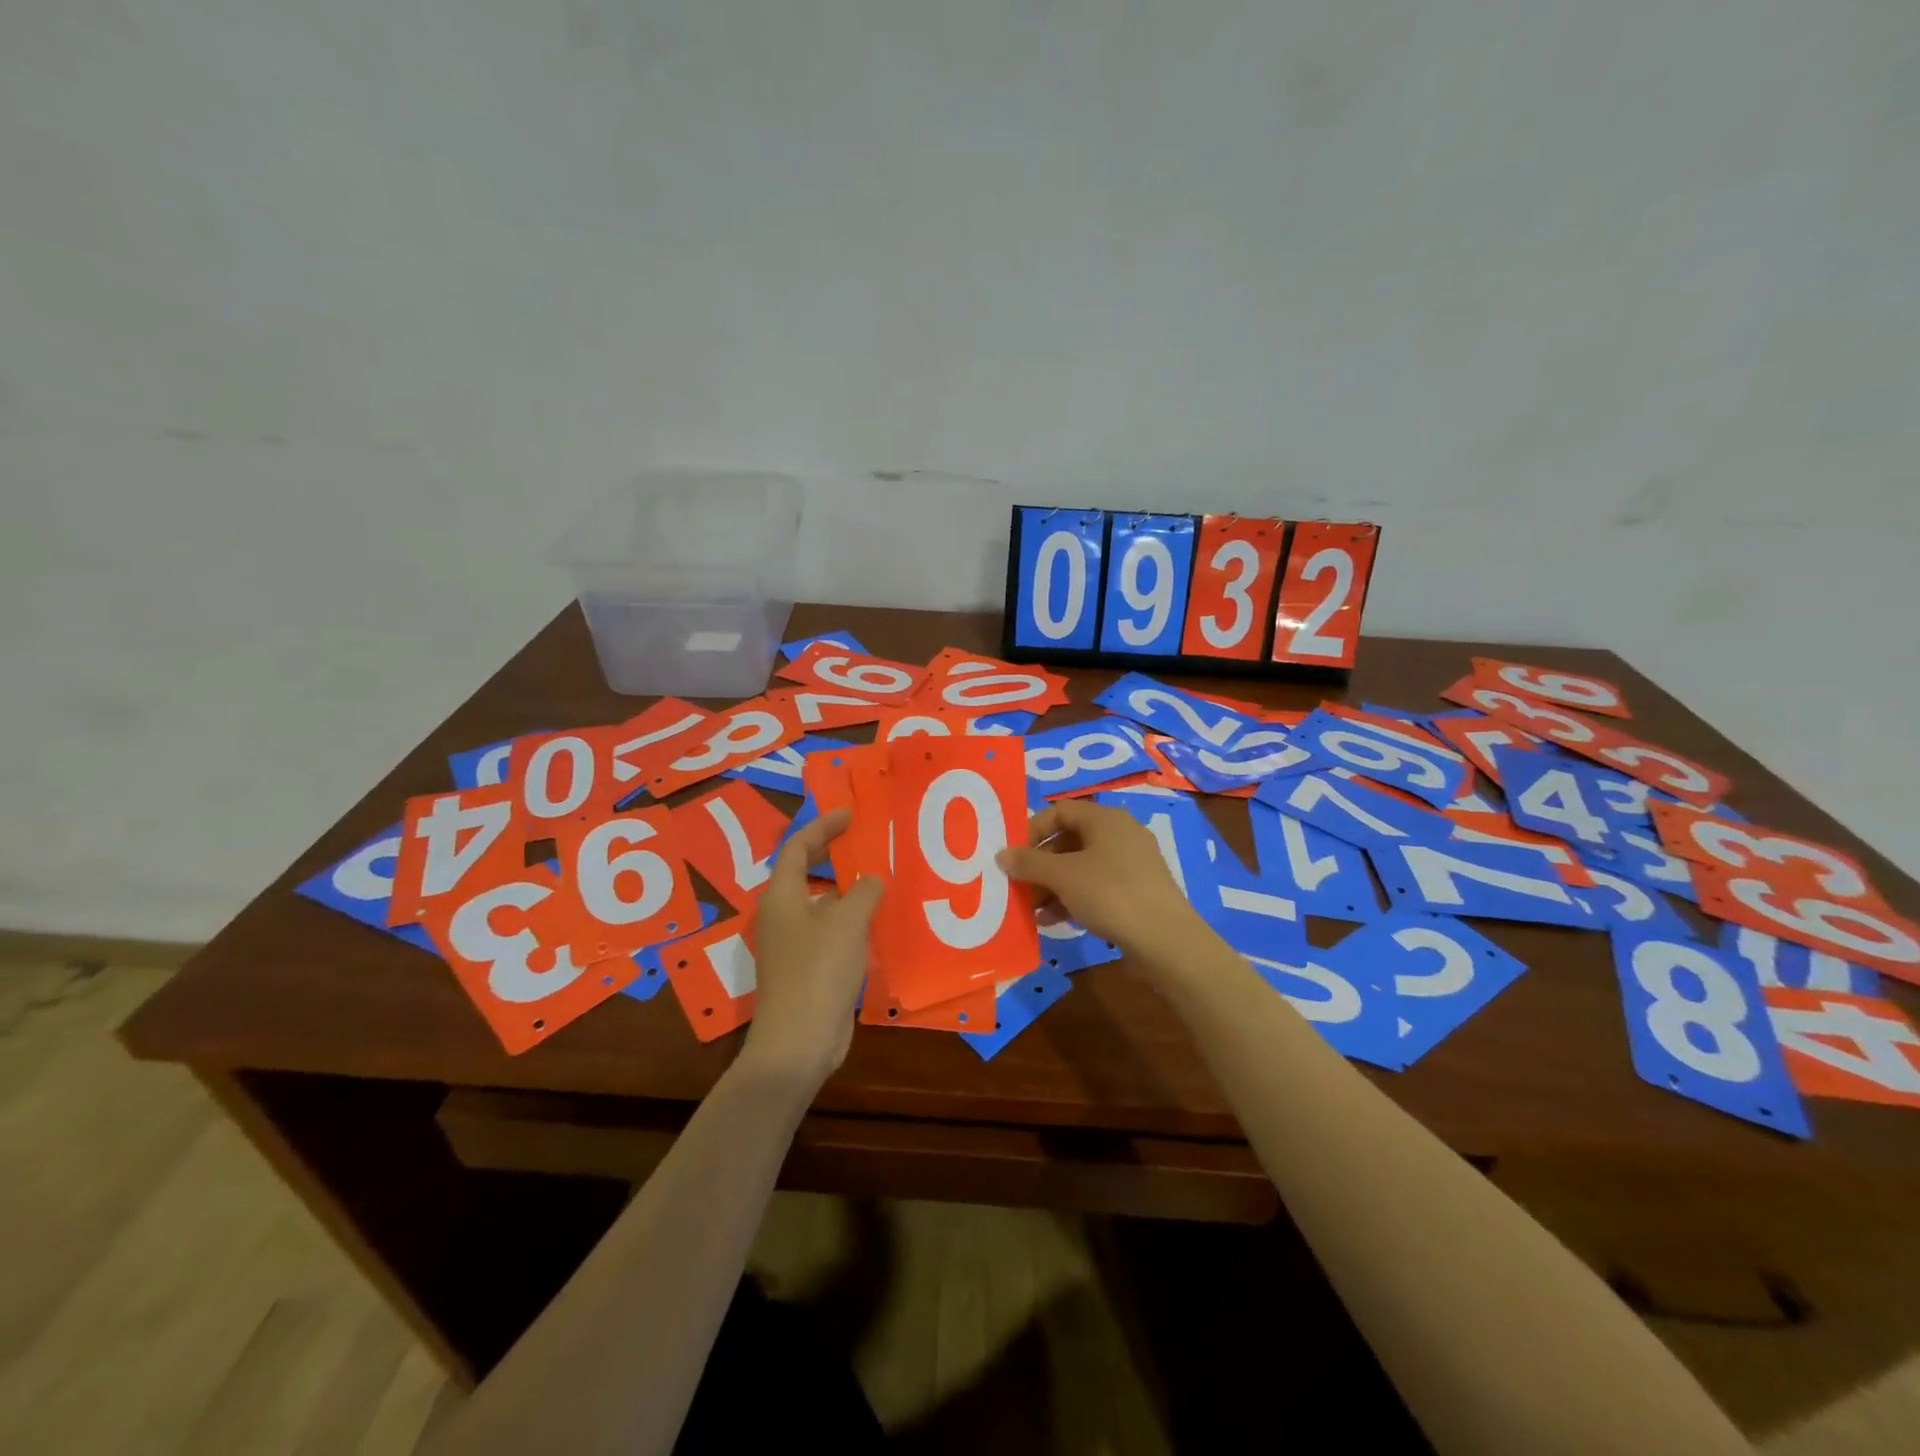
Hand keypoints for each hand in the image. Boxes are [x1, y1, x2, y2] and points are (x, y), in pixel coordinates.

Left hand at [739, 808, 884, 1090]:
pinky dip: (849, 918)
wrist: (798, 1041)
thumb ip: (863, 892)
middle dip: (831, 853)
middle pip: (804, 872)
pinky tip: (876, 922)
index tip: (849, 814)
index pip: (797, 847)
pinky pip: (829, 929)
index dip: (822, 827)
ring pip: (820, 903)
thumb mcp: (847, 923)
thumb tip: (871, 879)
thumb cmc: (818, 971)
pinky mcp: (807, 968)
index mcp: (782, 896)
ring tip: (877, 877)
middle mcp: (782, 915)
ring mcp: (792, 944)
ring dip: (845, 888)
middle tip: (862, 839)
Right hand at [996, 799, 1201, 956]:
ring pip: (1082, 866)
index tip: (1013, 856)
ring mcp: (1132, 864)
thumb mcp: (1063, 876)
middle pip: (1069, 840)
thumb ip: (1029, 863)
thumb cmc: (1110, 894)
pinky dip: (1073, 898)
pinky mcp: (1138, 891)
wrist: (1166, 940)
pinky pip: (1097, 886)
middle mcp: (1121, 834)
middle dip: (1040, 864)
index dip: (1032, 830)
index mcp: (1106, 819)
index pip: (1059, 811)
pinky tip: (1054, 921)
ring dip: (1053, 885)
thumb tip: (1002, 854)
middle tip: (1018, 885)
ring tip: (1031, 910)